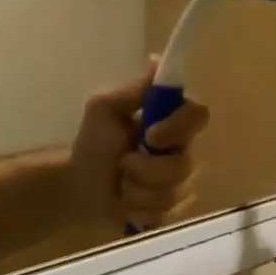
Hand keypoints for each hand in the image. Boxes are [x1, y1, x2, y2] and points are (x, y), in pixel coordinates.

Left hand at [68, 64, 210, 231]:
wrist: (76, 186)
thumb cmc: (91, 143)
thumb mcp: (105, 108)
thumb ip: (134, 90)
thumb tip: (156, 60)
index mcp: (171, 121)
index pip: (199, 115)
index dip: (178, 128)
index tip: (150, 135)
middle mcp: (182, 150)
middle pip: (186, 164)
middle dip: (147, 169)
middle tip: (123, 165)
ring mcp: (180, 183)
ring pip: (174, 192)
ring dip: (138, 191)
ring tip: (120, 185)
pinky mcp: (172, 211)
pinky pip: (166, 214)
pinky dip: (138, 210)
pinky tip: (125, 204)